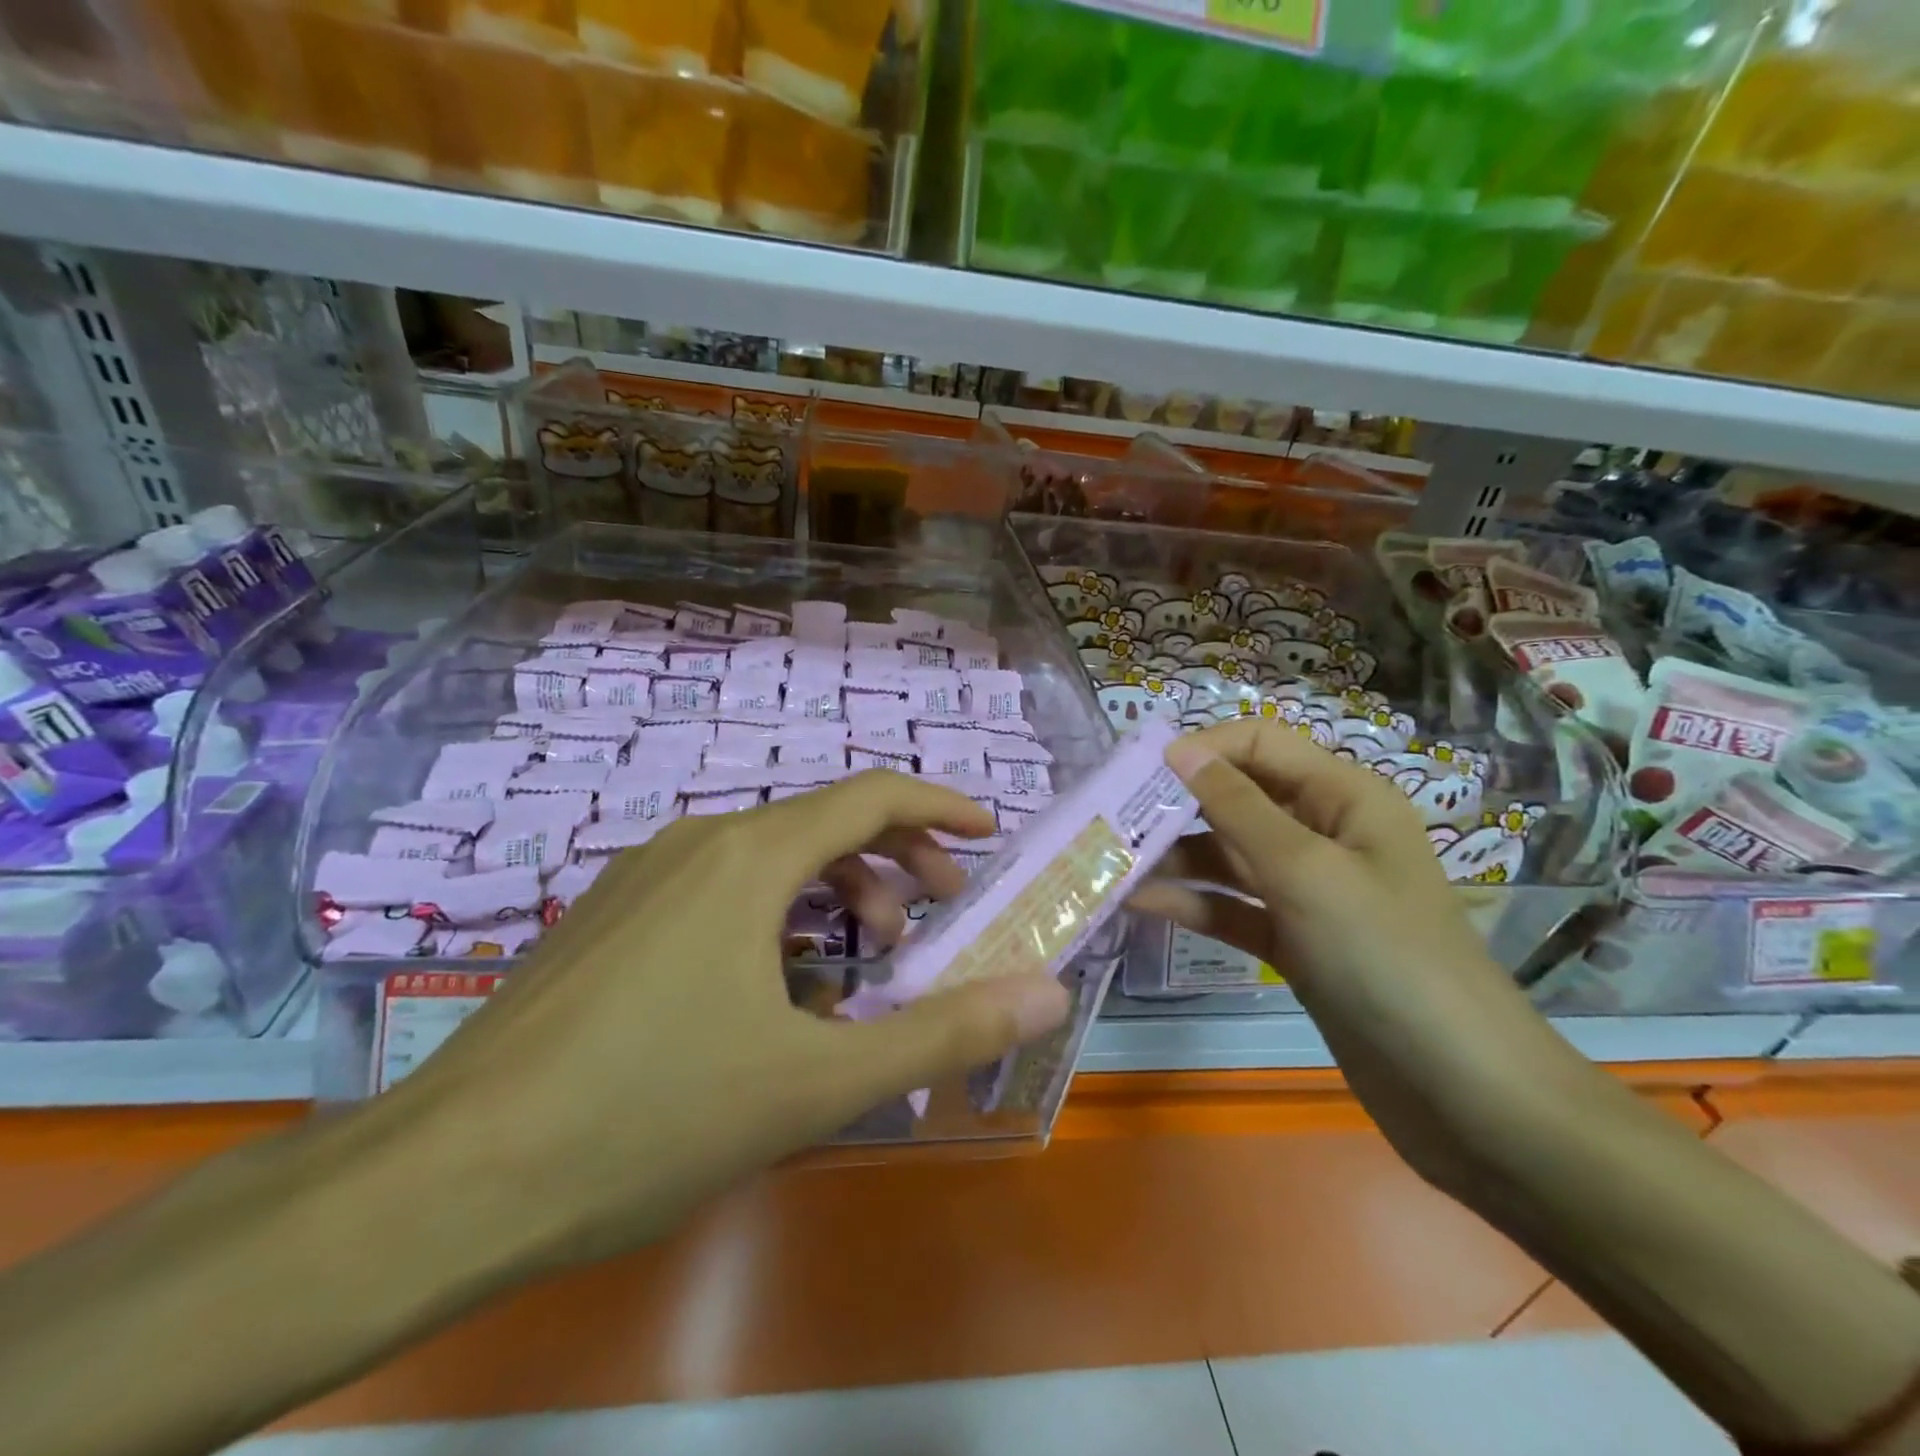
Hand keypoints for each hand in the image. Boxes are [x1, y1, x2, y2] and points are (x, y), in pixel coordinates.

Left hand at [388, 771, 1072, 1270]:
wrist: (449, 1179)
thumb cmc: (650, 1119)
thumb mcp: (818, 1082)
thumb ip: (942, 1031)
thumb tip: (1045, 992)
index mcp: (749, 857)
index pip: (870, 797)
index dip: (939, 807)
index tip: (986, 834)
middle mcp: (697, 842)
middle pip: (823, 822)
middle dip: (896, 859)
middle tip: (939, 915)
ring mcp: (643, 875)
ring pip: (769, 856)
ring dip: (835, 891)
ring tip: (865, 959)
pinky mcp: (609, 916)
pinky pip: (720, 888)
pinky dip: (777, 913)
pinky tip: (775, 986)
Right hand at [1133, 721, 1589, 1192]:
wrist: (1463, 1095)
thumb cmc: (1388, 959)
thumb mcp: (1306, 871)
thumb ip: (1237, 807)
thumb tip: (1179, 748)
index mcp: (1344, 797)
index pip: (1259, 744)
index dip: (1201, 749)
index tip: (1137, 772)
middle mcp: (1323, 833)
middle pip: (1236, 798)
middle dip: (1175, 804)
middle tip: (1109, 821)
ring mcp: (1306, 891)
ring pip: (1226, 855)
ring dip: (1174, 857)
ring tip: (1112, 864)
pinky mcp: (1291, 941)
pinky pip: (1231, 906)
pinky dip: (1192, 903)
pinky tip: (1141, 904)